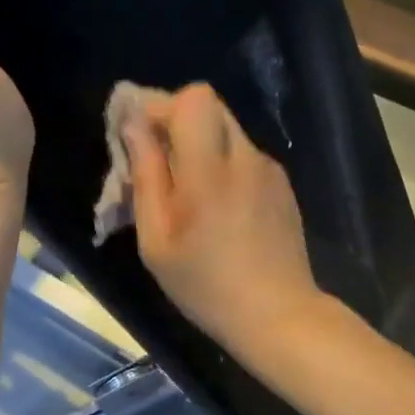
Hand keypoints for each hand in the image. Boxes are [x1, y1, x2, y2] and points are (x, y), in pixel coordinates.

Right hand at [125, 84, 322, 354]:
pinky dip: (220, 166)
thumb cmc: (205, 285)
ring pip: (226, 131)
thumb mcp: (157, 240)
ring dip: (197, 145)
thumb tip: (133, 127)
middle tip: (155, 161)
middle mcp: (245, 157)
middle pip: (209, 105)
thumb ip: (146, 176)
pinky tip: (216, 210)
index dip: (159, 106)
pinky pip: (242, 156)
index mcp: (209, 170)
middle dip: (174, 122)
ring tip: (184, 192)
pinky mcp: (281, 185)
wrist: (278, 316)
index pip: (192, 98)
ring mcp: (269, 169)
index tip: (137, 136)